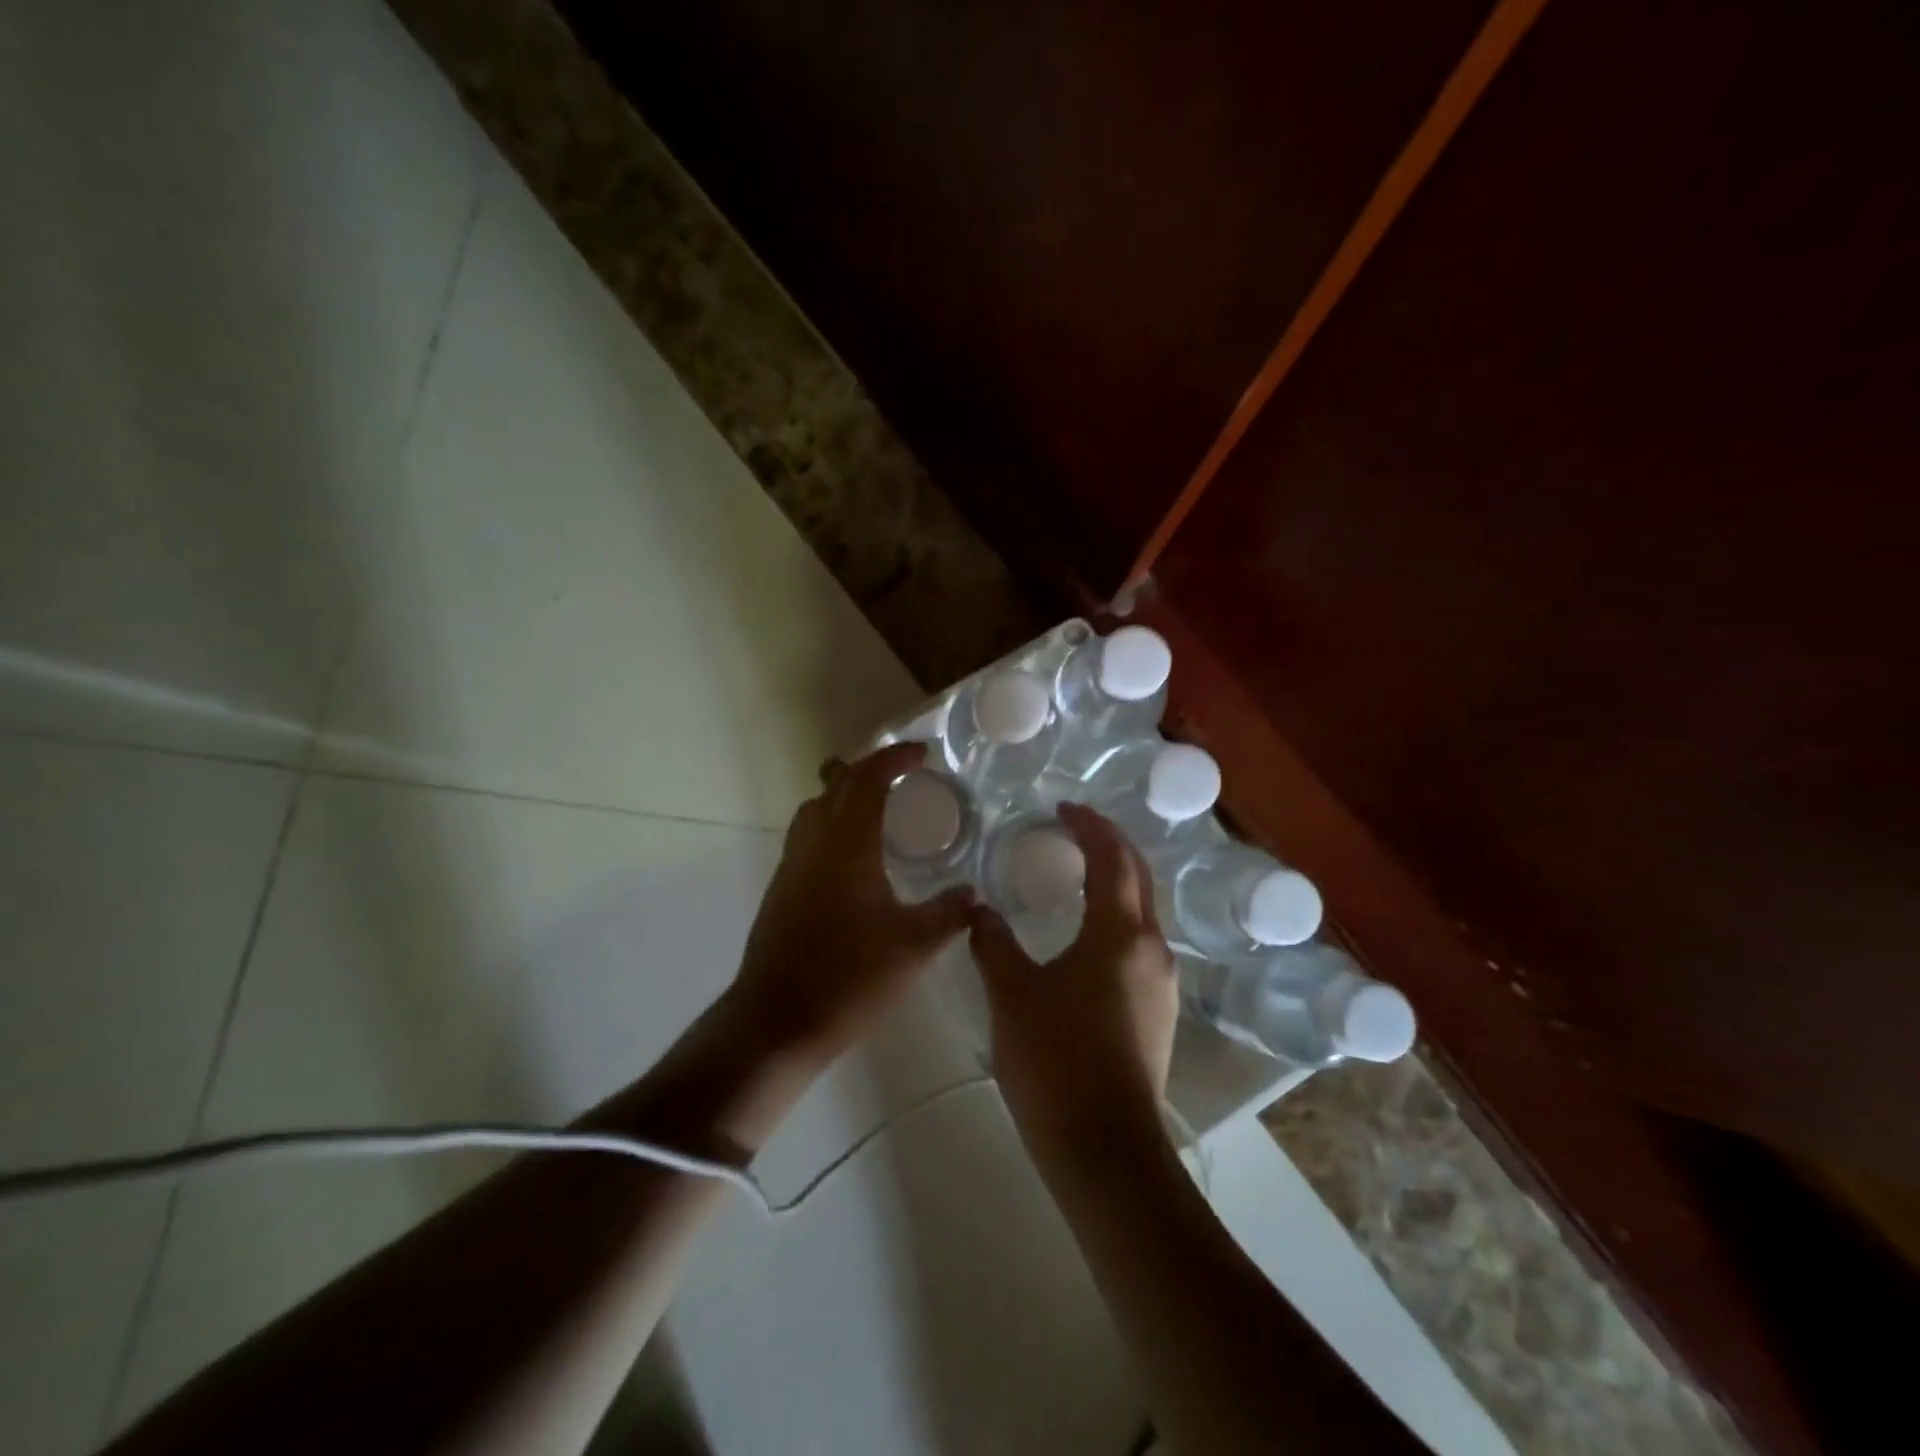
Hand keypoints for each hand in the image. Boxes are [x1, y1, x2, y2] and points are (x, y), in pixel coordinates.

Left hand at [728, 741, 974, 1066]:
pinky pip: (807, 835)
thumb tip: (975, 895)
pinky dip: (832, 824)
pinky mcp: (781, 889)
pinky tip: (855, 857)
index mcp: (847, 845)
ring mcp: (792, 865)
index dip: (894, 758)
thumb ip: (948, 915)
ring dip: (845, 794)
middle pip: (836, 783)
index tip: (923, 753)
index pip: (868, 779)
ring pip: (815, 808)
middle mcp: (814, 843)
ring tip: (880, 807)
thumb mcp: (912, 948)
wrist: (776, 1021)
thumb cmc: (848, 978)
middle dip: (870, 768)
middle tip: (905, 774)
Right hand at [969, 803, 1178, 1157]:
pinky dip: (1116, 918)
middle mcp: (1152, 948)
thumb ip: (993, 942)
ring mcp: (1162, 982)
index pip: (1112, 858)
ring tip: (1077, 875)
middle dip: (1110, 844)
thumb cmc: (1055, 1059)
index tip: (1063, 808)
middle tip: (1074, 828)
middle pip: (1138, 877)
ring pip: (1142, 912)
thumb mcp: (1012, 993)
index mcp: (1120, 932)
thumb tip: (978, 908)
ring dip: (1115, 882)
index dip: (1090, 826)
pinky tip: (1087, 935)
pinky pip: (1139, 943)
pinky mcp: (1159, 1011)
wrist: (1104, 1149)